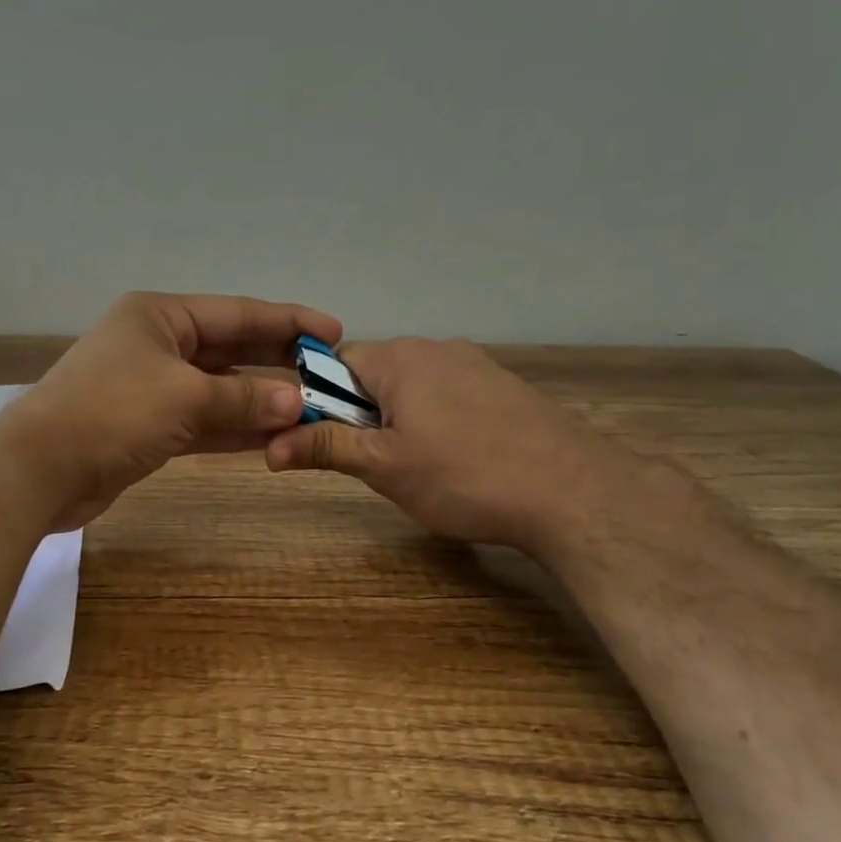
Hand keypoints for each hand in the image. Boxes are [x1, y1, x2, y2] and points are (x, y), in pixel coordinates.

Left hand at [0, 291, 341, 530]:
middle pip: (230, 349)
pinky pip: (202, 421)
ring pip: (218, 390)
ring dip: (259, 401)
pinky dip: (234, 428)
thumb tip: (296, 402)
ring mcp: (151, 388)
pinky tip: (273, 436)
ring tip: (311, 409)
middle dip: (277, 362)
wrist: (40, 469)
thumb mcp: (185, 397)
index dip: (287, 322)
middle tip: (328, 373)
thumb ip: (244, 399)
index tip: (332, 331)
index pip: (237, 313)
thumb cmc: (112, 413)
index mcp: (161, 316)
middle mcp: (157, 344)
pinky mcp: (148, 427)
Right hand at [265, 337, 618, 549]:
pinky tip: (459, 460)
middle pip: (375, 375)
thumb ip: (326, 447)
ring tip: (418, 468)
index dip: (319, 401)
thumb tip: (268, 446)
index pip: (335, 363)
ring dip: (400, 420)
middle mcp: (437, 348)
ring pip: (414, 388)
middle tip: (372, 463)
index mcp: (400, 358)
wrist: (572, 493)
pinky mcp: (506, 388)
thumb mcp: (384, 466)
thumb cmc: (463, 475)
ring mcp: (477, 365)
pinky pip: (451, 397)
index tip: (324, 440)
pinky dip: (439, 422)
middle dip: (362, 415)